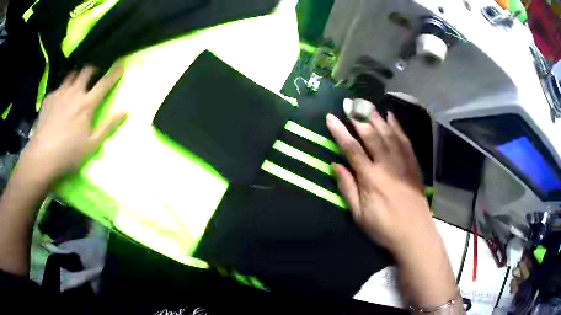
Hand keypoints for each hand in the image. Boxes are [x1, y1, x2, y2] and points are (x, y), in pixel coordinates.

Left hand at [19, 65, 126, 183]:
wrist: (42, 157)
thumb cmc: (69, 154)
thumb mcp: (92, 145)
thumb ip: (108, 126)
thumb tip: (125, 111)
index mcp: (86, 104)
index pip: (104, 82)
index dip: (114, 72)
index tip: (121, 62)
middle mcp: (74, 92)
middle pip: (87, 69)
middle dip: (95, 65)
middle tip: (97, 68)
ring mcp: (60, 93)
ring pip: (72, 74)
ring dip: (78, 73)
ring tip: (79, 78)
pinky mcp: (49, 98)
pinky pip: (59, 86)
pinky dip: (64, 87)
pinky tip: (62, 96)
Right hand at [326, 100, 434, 256]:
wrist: (414, 234)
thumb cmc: (383, 228)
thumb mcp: (359, 215)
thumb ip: (347, 188)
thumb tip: (335, 165)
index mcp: (370, 178)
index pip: (352, 149)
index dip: (340, 132)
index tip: (331, 118)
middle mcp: (386, 165)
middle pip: (371, 135)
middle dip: (358, 117)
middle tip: (349, 102)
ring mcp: (402, 162)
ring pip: (388, 134)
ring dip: (376, 117)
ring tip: (366, 104)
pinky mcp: (413, 164)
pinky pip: (405, 141)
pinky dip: (397, 127)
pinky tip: (391, 116)